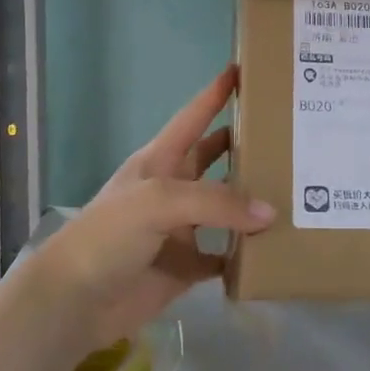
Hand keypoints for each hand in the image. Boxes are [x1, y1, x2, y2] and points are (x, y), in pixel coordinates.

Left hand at [31, 65, 270, 355]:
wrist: (73, 302)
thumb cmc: (109, 235)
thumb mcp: (159, 202)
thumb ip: (216, 202)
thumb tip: (269, 213)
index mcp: (160, 160)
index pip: (194, 116)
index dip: (216, 92)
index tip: (245, 68)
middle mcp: (174, 188)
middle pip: (216, 157)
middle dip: (246, 145)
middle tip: (289, 135)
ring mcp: (180, 228)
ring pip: (226, 207)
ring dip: (252, 200)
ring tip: (296, 190)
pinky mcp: (186, 266)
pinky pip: (224, 256)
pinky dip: (245, 253)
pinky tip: (275, 247)